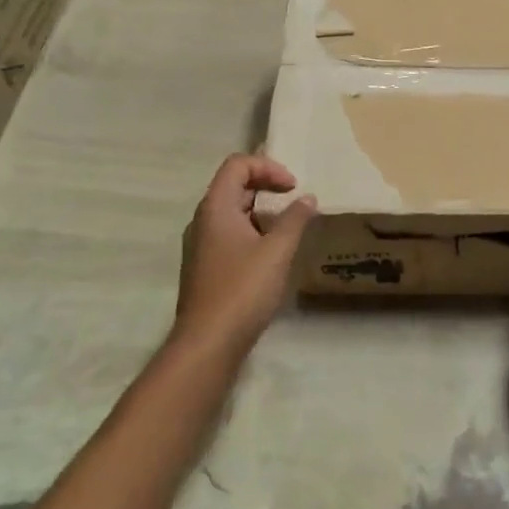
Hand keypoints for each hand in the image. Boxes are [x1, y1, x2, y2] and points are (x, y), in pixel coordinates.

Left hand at [172, 155, 315, 359]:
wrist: (208, 343)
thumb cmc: (243, 290)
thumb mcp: (277, 251)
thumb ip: (295, 219)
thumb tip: (307, 198)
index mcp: (215, 208)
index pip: (237, 165)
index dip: (268, 167)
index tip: (292, 187)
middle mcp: (203, 220)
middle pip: (233, 185)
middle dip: (267, 186)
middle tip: (295, 201)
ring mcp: (201, 245)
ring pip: (233, 212)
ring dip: (262, 210)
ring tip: (289, 226)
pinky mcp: (206, 267)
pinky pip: (230, 234)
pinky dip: (253, 231)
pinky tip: (272, 253)